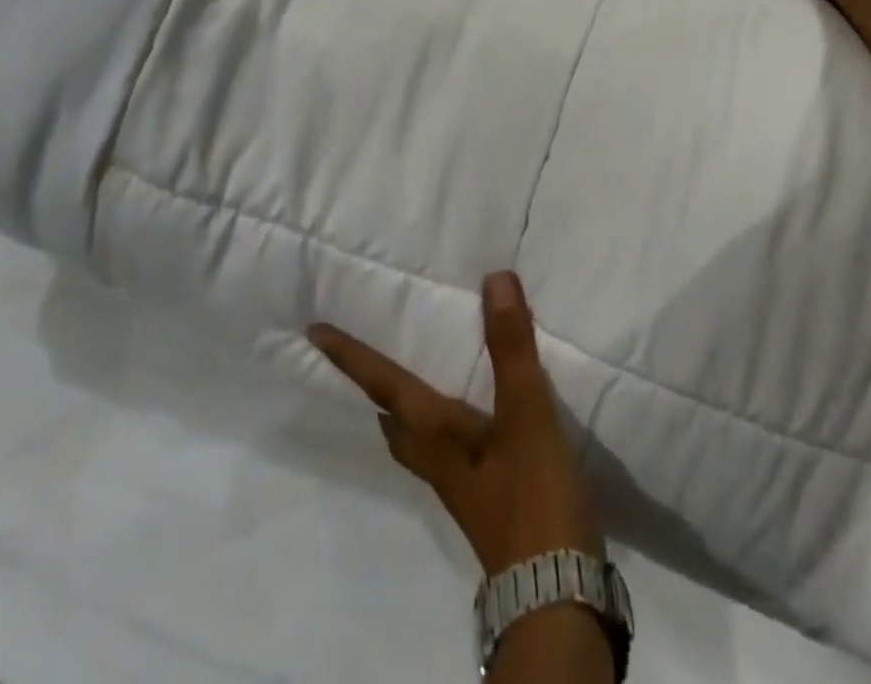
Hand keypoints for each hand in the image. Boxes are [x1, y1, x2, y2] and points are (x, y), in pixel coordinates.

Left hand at [308, 272, 601, 575]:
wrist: (556, 590)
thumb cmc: (532, 495)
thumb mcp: (525, 413)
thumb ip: (509, 346)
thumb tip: (494, 280)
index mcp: (432, 431)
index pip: (382, 384)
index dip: (350, 356)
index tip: (314, 331)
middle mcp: (433, 454)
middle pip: (389, 414)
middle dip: (371, 382)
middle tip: (360, 350)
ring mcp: (455, 479)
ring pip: (412, 434)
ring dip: (400, 403)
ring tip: (405, 373)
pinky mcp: (479, 493)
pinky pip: (440, 444)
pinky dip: (434, 418)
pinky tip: (463, 413)